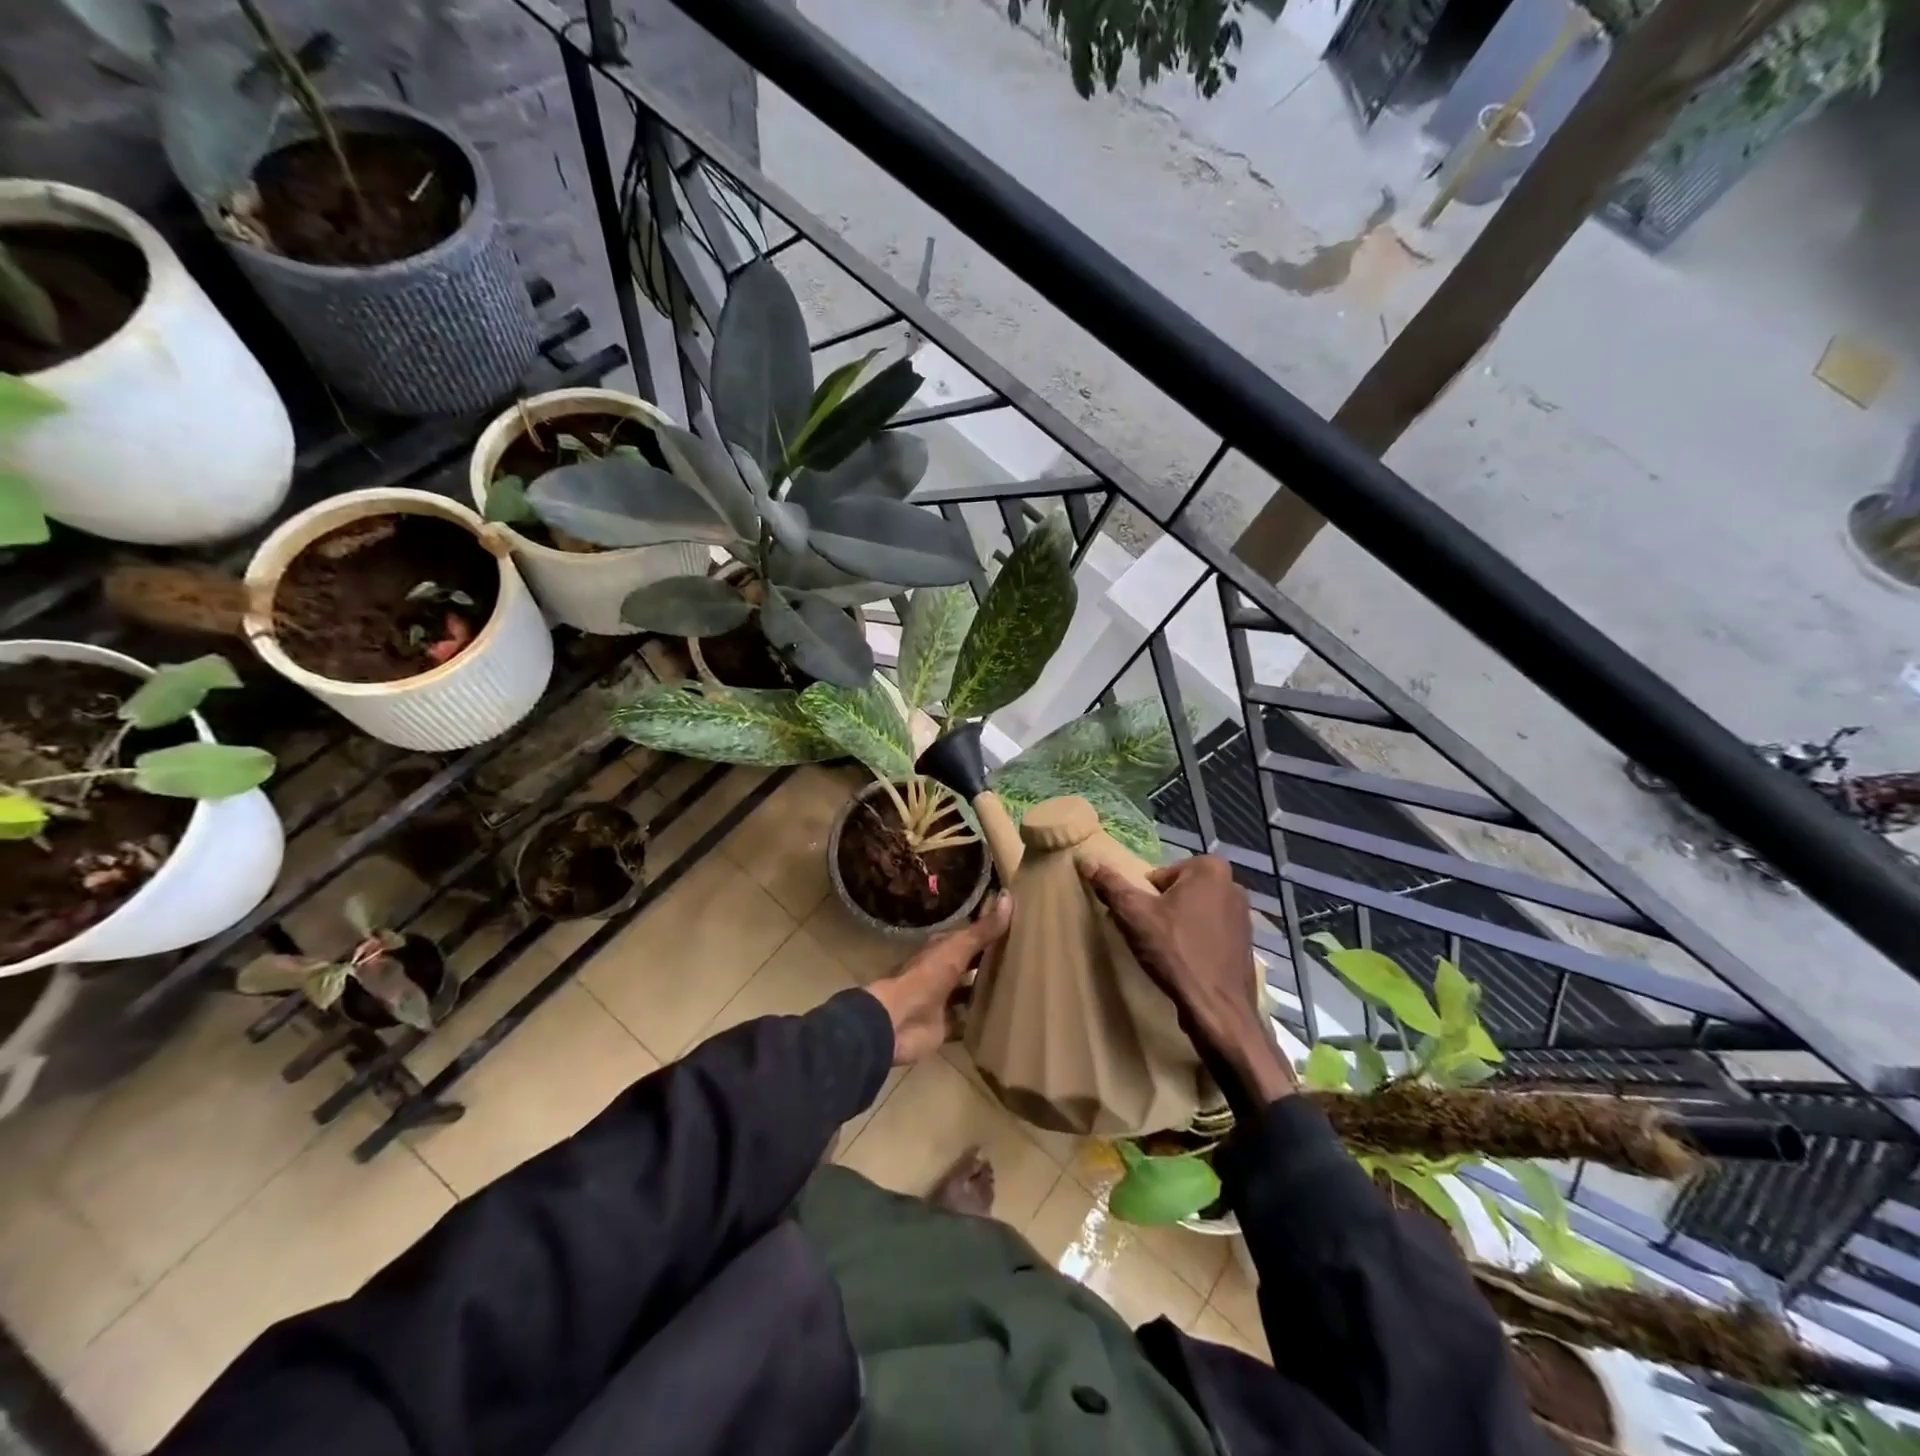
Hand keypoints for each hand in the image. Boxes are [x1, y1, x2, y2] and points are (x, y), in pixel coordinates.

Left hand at [866, 891, 1011, 1064]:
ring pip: (968, 992)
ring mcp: (942, 1000)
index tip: (1015, 928)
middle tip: (1024, 959)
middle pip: (969, 965)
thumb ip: (982, 930)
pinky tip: (1003, 1018)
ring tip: (1020, 987)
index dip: (987, 932)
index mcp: (940, 950)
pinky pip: (967, 1021)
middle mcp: (941, 972)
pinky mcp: (945, 1026)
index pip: (967, 937)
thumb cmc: (927, 977)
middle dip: (989, 962)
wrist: (900, 1021)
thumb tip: (1008, 897)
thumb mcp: (957, 949)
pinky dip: (980, 1020)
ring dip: (986, 991)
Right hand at [1081, 856, 1293, 1103]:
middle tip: (1147, 937)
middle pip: (1176, 892)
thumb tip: (1086, 859)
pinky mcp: (1245, 942)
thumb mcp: (1133, 915)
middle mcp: (1232, 884)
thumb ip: (1110, 884)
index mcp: (1210, 868)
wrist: (1218, 1011)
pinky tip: (1184, 964)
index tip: (1140, 921)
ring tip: (1163, 952)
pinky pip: (1209, 932)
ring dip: (1176, 925)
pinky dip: (1194, 942)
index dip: (1144, 898)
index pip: (1158, 875)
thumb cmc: (1175, 953)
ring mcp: (1243, 915)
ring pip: (1193, 912)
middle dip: (1160, 910)